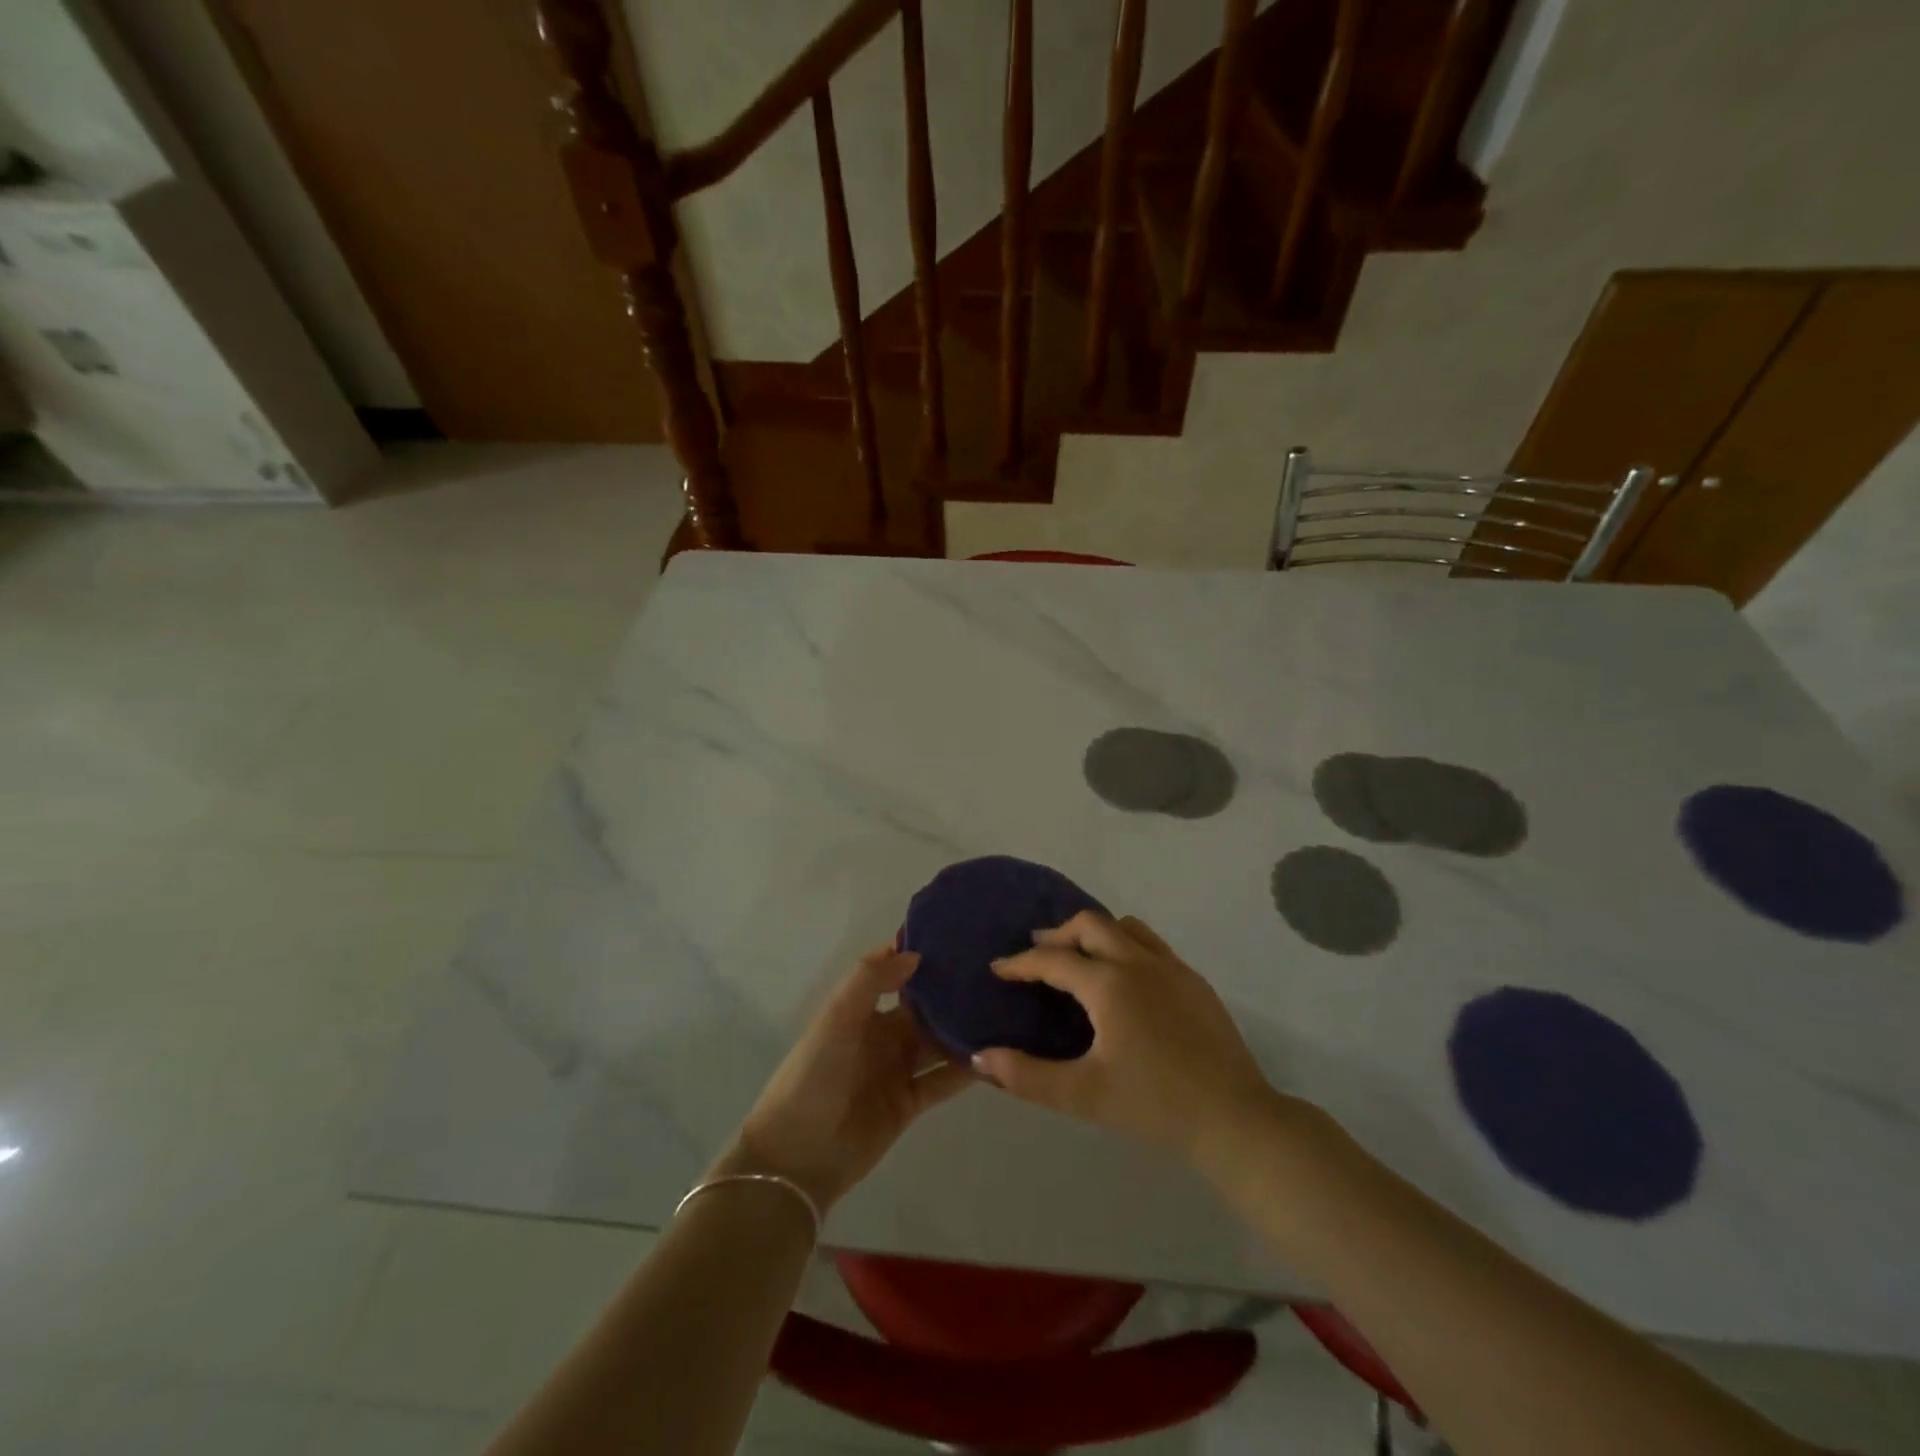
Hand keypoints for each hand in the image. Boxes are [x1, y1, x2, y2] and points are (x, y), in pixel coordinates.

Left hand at [724, 947, 972, 1213]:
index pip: (894, 973)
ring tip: (1006, 1012)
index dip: (918, 956)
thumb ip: (870, 981)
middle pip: (923, 1008)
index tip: (957, 938)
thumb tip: (915, 954)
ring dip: (964, 1030)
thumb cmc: (814, 1076)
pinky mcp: (910, 1103)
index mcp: (860, 1009)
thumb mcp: (836, 1019)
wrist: (798, 1156)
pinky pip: (943, 1081)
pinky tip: (997, 1057)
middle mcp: (882, 1034)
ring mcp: (897, 1069)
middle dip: (951, 993)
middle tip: (996, 974)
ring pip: (939, 1042)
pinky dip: (967, 1071)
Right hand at [972, 912, 1276, 1166]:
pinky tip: (1125, 980)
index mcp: (1109, 984)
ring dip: (1095, 934)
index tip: (998, 968)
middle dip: (1058, 934)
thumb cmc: (1154, 1105)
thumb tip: (979, 1058)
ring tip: (1079, 958)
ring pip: (1126, 927)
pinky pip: (1151, 945)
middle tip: (1038, 954)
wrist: (1234, 1118)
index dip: (1021, 962)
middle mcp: (1139, 962)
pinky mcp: (1195, 981)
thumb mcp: (1083, 1095)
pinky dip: (1125, 945)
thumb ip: (1027, 1076)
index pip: (1054, 960)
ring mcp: (1172, 968)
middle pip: (1090, 924)